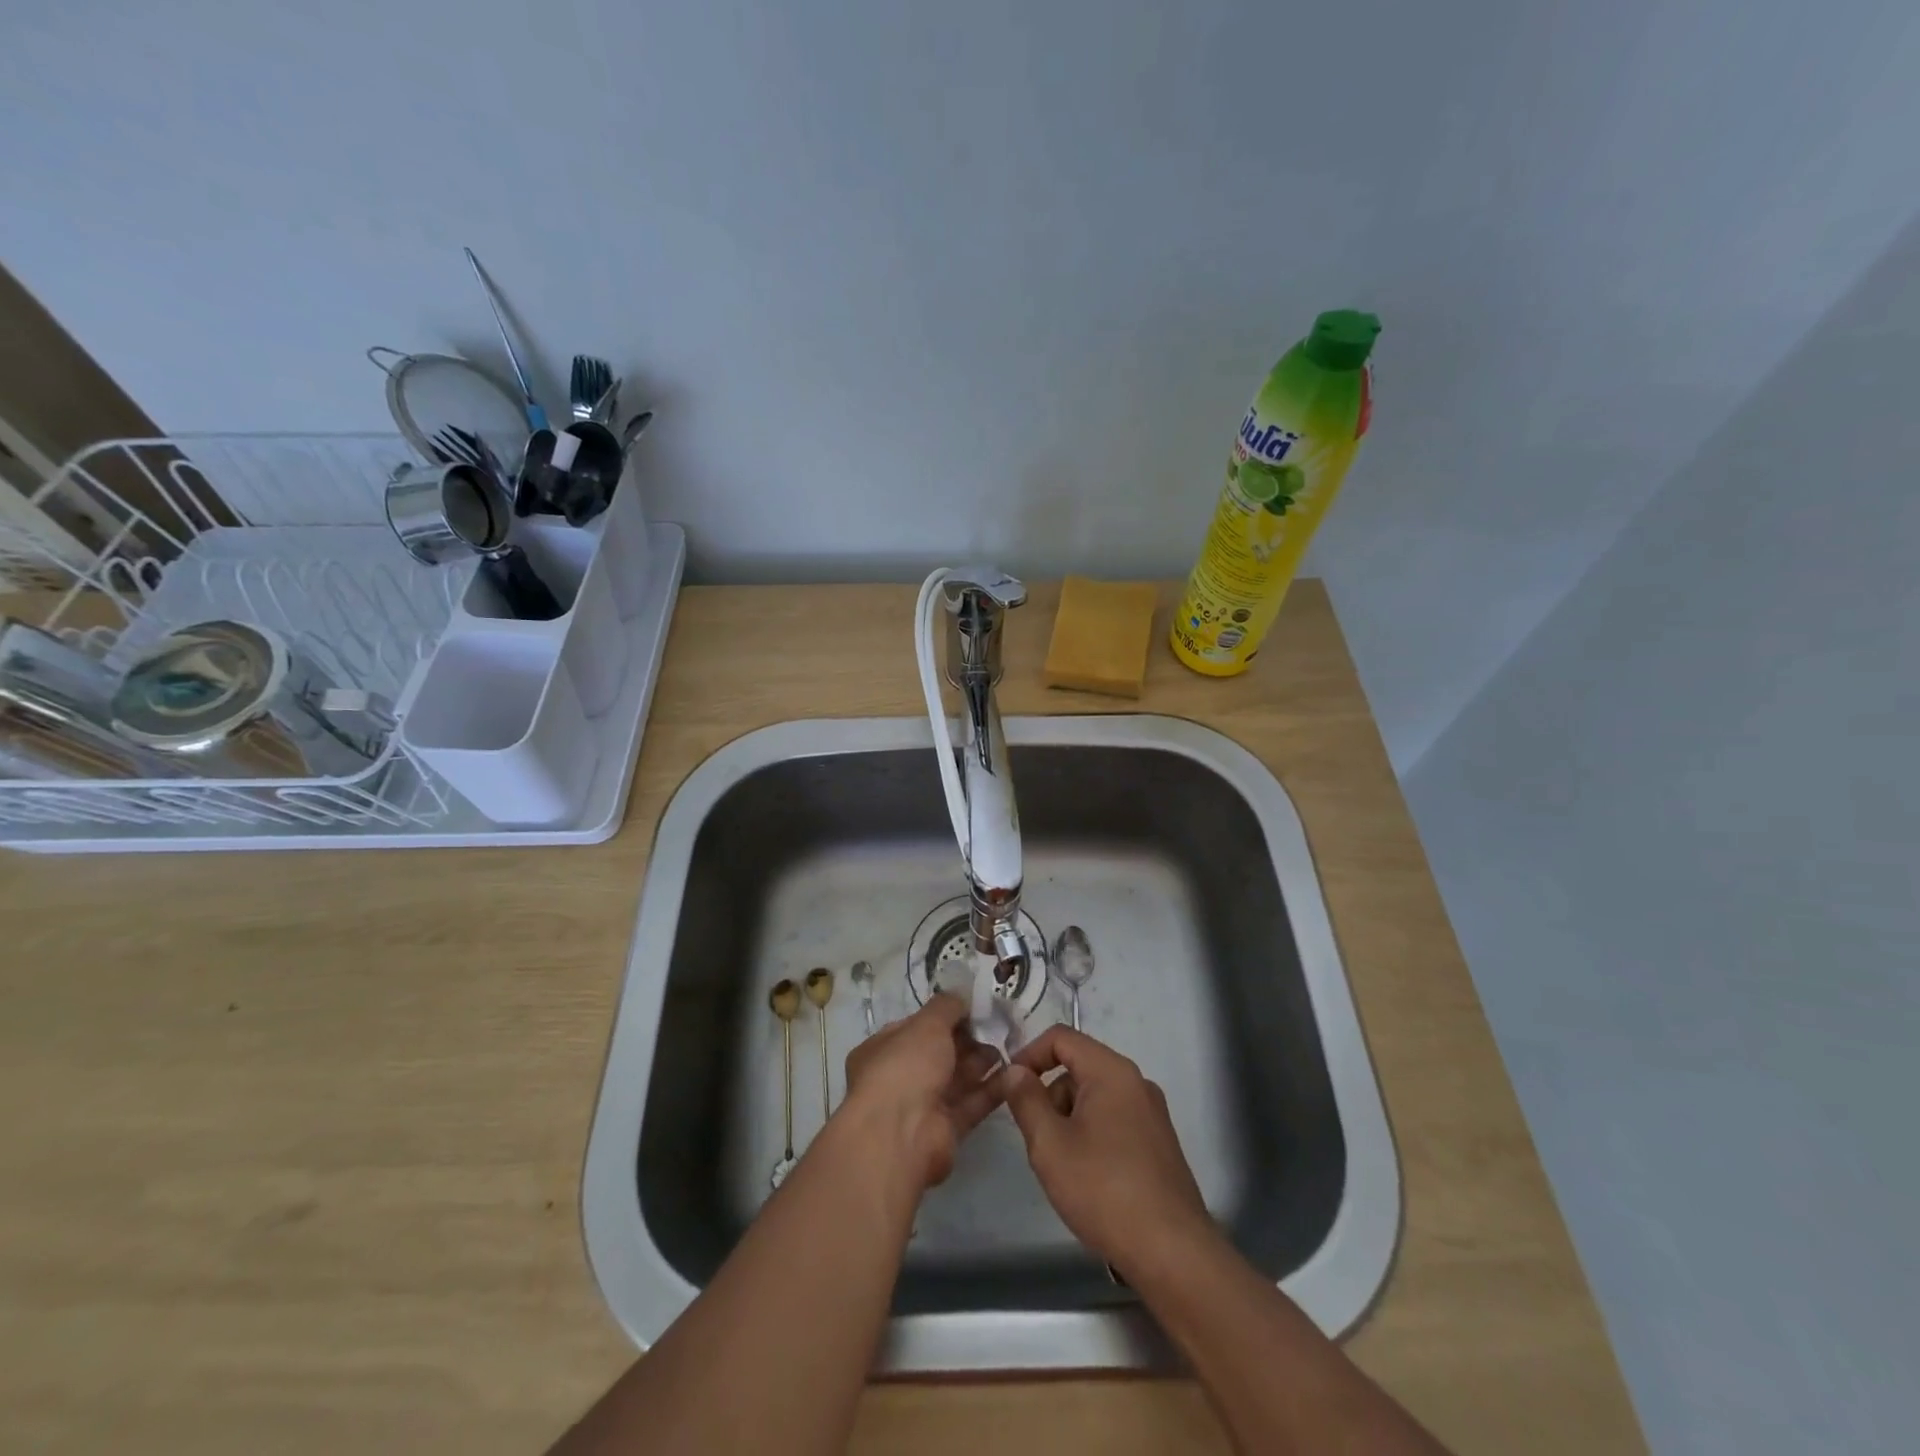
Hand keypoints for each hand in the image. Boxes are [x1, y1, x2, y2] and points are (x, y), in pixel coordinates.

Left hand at [841, 993, 1001, 1191]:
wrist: (901, 1135)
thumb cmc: (905, 1067)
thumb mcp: (926, 1024)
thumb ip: (946, 1006)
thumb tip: (961, 993)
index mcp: (883, 1049)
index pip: (916, 1027)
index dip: (944, 1016)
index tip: (974, 1007)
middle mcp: (900, 1077)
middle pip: (939, 1053)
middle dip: (968, 1039)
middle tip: (998, 1025)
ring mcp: (922, 1106)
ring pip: (957, 1079)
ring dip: (982, 1062)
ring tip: (1011, 1045)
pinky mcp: (945, 1131)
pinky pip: (971, 1104)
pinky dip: (991, 1089)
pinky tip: (1014, 1074)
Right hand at [998, 1026, 1213, 1273]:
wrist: (1172, 1253)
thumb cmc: (1103, 1190)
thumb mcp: (1049, 1144)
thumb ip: (1026, 1100)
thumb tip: (1015, 1071)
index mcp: (1112, 1071)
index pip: (1061, 1038)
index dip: (1029, 1054)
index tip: (1010, 1088)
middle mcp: (1136, 1082)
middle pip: (1079, 1068)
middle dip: (1050, 1096)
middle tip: (1037, 1139)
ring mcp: (1152, 1114)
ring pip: (1095, 1098)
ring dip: (1069, 1119)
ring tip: (1063, 1167)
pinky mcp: (1159, 1143)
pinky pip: (1114, 1120)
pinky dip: (1092, 1135)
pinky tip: (1089, 1179)